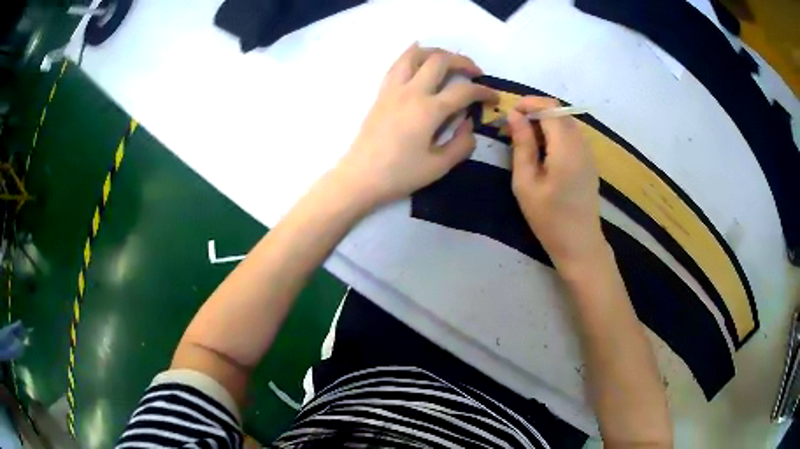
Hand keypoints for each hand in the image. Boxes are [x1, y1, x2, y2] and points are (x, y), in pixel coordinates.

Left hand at [334, 43, 496, 209]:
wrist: (360, 177)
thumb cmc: (400, 174)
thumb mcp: (439, 166)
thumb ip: (462, 144)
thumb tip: (470, 124)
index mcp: (429, 111)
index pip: (464, 91)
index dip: (484, 92)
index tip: (493, 97)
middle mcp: (411, 92)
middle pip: (440, 60)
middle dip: (463, 62)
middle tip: (475, 73)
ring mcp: (393, 89)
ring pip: (415, 54)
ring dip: (436, 52)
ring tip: (449, 61)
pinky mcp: (381, 92)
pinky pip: (397, 64)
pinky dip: (412, 55)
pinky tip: (420, 59)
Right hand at [508, 96, 605, 273]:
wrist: (579, 244)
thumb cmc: (549, 218)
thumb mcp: (526, 183)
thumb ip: (522, 145)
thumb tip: (515, 116)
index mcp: (566, 148)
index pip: (550, 108)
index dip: (529, 103)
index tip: (509, 114)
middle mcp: (581, 144)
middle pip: (559, 112)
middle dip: (535, 112)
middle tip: (513, 128)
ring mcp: (588, 153)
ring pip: (566, 123)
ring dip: (545, 122)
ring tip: (526, 140)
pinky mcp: (589, 162)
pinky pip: (572, 136)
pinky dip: (556, 134)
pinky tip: (544, 152)